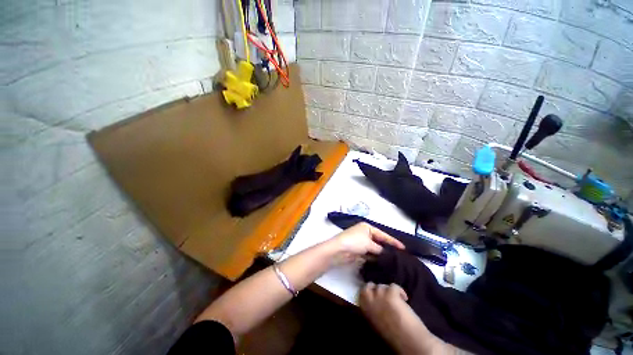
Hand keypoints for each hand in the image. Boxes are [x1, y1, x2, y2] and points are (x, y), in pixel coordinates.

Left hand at [327, 222, 404, 263]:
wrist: (338, 250)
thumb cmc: (354, 241)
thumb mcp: (369, 243)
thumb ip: (379, 249)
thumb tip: (386, 254)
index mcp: (367, 227)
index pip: (382, 234)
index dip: (393, 241)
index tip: (403, 248)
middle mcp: (364, 233)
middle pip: (379, 241)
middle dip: (387, 248)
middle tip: (400, 256)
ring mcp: (361, 243)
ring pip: (374, 249)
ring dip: (381, 254)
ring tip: (394, 261)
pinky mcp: (359, 251)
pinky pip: (370, 254)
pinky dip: (375, 258)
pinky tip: (383, 263)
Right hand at [360, 283, 449, 354]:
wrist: (407, 342)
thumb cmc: (391, 335)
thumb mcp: (376, 322)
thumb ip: (372, 309)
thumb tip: (375, 301)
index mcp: (364, 308)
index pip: (362, 292)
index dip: (370, 292)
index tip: (377, 295)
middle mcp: (368, 299)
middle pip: (370, 285)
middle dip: (377, 289)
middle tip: (386, 295)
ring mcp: (379, 295)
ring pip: (383, 286)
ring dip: (389, 291)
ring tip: (397, 300)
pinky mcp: (390, 293)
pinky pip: (393, 286)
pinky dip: (400, 291)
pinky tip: (405, 299)